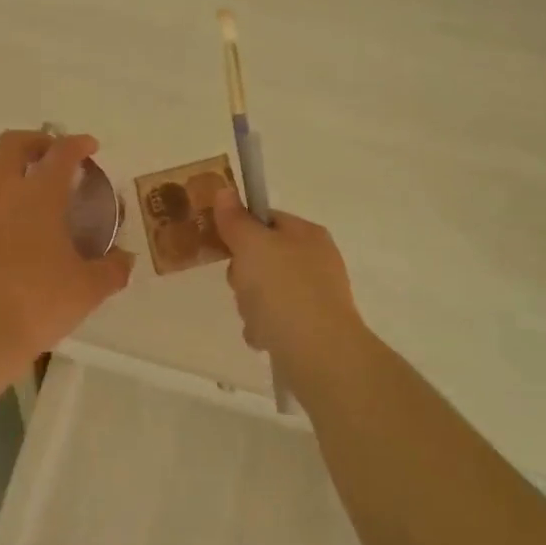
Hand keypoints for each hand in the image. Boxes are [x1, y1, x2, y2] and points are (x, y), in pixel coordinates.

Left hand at [0, 130, 134, 367]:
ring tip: (11, 180)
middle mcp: (0, 192)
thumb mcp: (88, 290)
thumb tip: (125, 259)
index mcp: (39, 197)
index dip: (77, 143)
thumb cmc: (36, 306)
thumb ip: (112, 269)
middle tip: (48, 156)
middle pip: (11, 142)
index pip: (61, 152)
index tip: (88, 147)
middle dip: (34, 140)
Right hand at [212, 189, 368, 374]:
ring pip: (264, 292)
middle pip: (262, 258)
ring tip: (256, 317)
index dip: (241, 230)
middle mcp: (315, 261)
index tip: (226, 246)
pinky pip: (274, 321)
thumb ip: (236, 220)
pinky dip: (264, 328)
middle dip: (243, 275)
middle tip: (243, 285)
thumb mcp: (253, 246)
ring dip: (250, 305)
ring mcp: (315, 296)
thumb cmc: (285, 290)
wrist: (320, 354)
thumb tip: (225, 190)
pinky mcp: (312, 329)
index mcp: (307, 234)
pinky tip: (264, 337)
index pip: (266, 219)